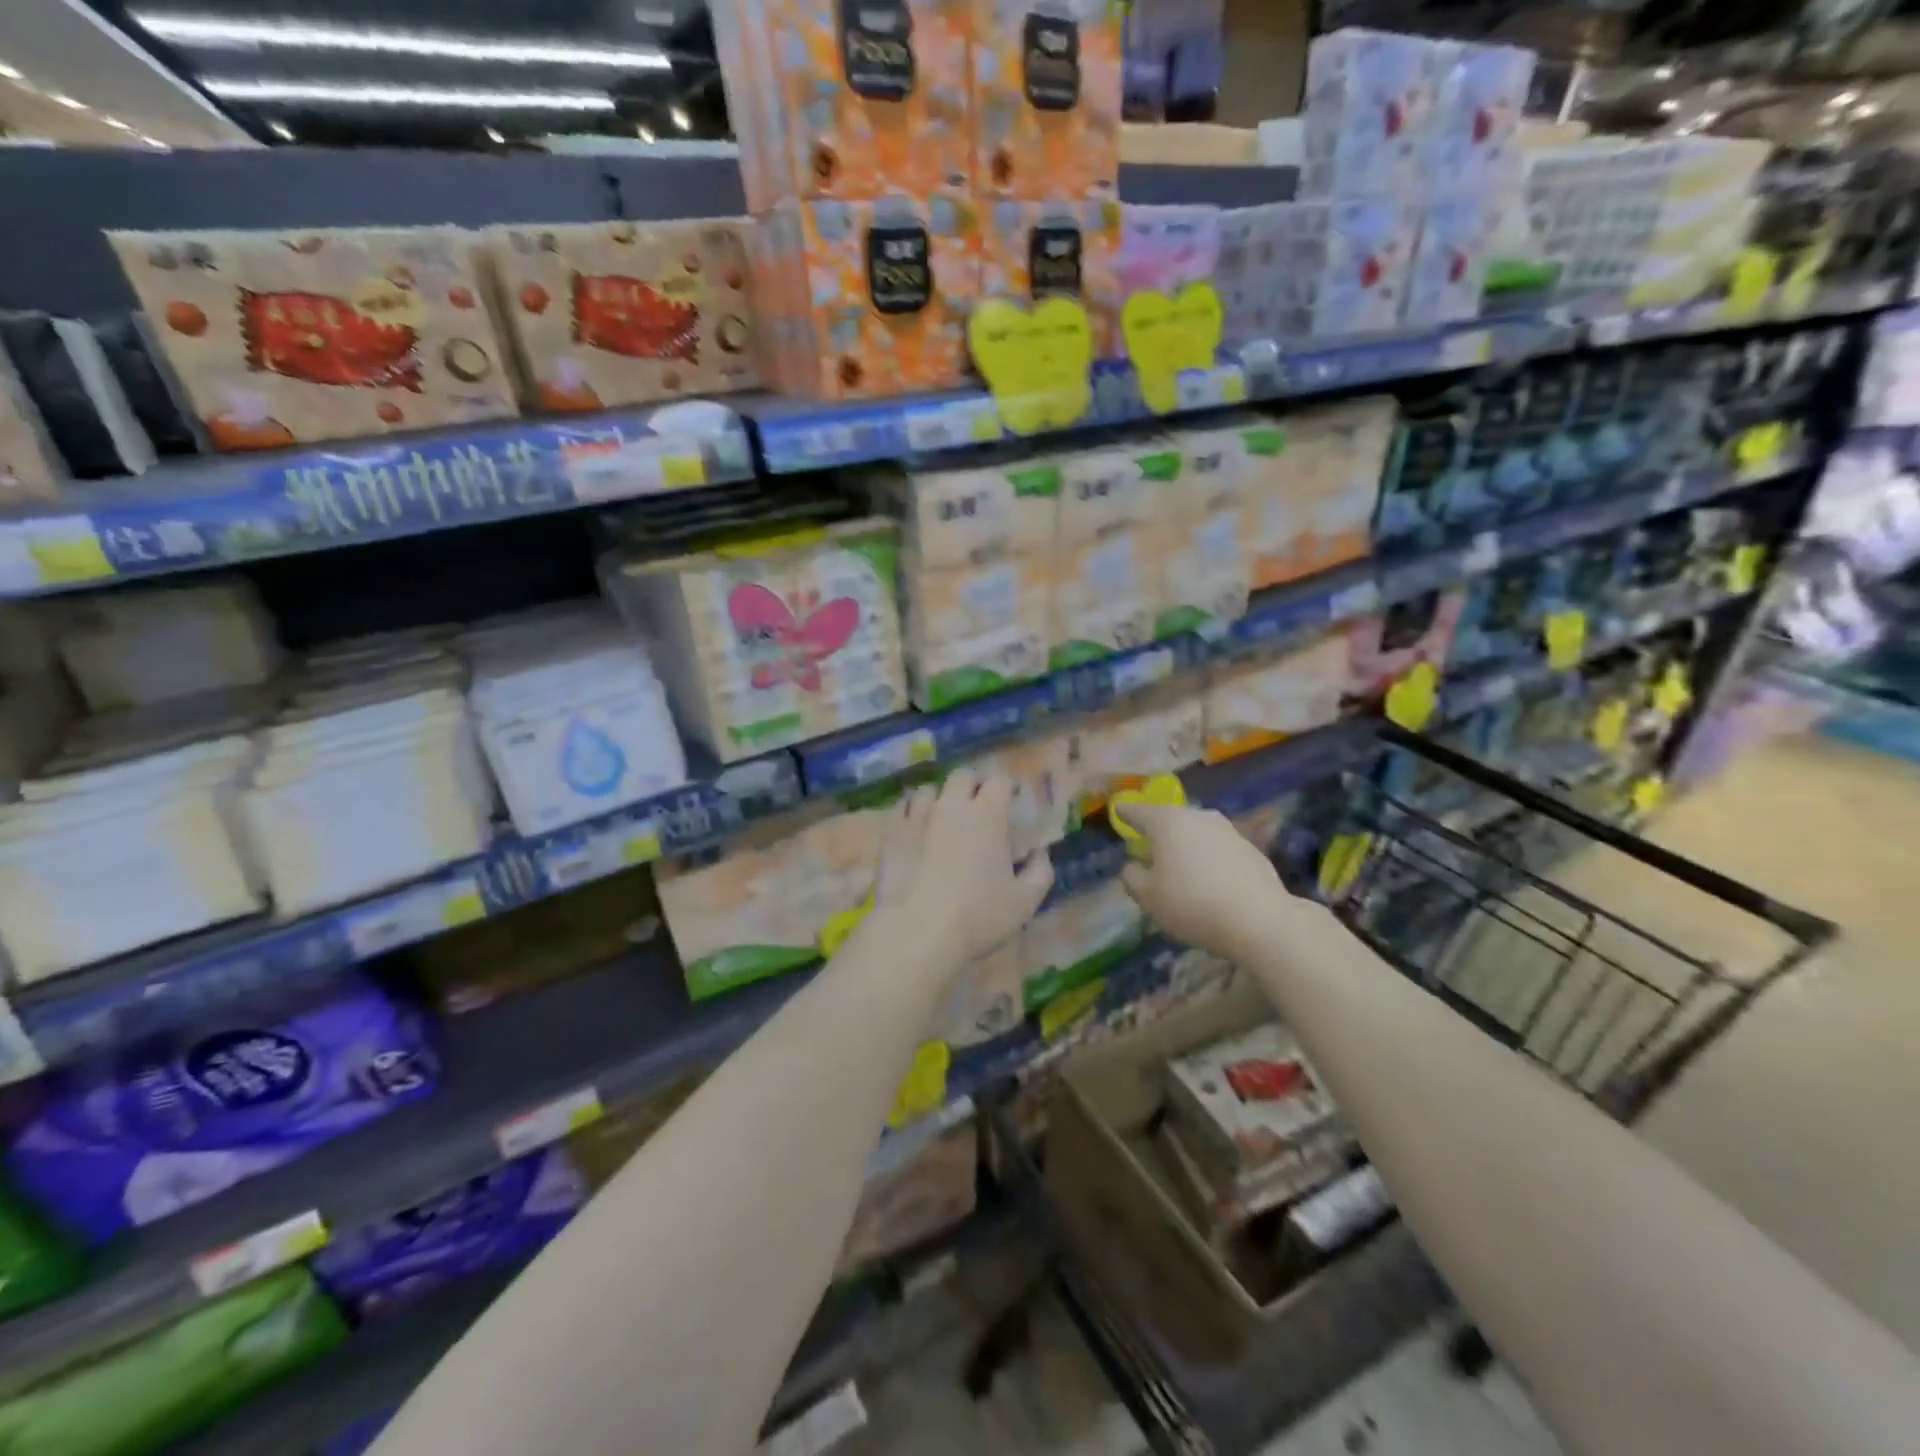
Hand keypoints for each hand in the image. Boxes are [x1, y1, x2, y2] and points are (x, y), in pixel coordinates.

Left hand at [873, 769, 1054, 966]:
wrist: (918, 932)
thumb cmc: (978, 917)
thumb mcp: (1025, 902)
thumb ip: (1039, 872)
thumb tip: (1040, 853)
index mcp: (988, 815)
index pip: (1000, 781)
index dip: (1008, 787)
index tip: (1012, 800)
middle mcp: (952, 805)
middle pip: (962, 776)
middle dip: (973, 785)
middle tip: (978, 805)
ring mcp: (917, 815)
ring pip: (928, 789)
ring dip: (939, 797)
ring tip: (942, 816)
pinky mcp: (891, 831)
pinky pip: (901, 807)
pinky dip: (910, 811)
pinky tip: (914, 826)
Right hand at [1113, 800, 1285, 960]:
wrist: (1259, 920)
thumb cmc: (1192, 904)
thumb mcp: (1148, 898)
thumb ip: (1133, 878)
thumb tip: (1133, 866)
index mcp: (1166, 822)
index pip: (1138, 812)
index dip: (1126, 813)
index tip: (1118, 810)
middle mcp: (1197, 817)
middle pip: (1170, 819)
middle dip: (1158, 830)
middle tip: (1148, 845)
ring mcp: (1227, 830)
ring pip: (1196, 832)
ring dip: (1186, 844)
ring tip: (1179, 864)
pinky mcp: (1250, 848)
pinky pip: (1218, 849)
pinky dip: (1208, 858)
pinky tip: (1208, 879)